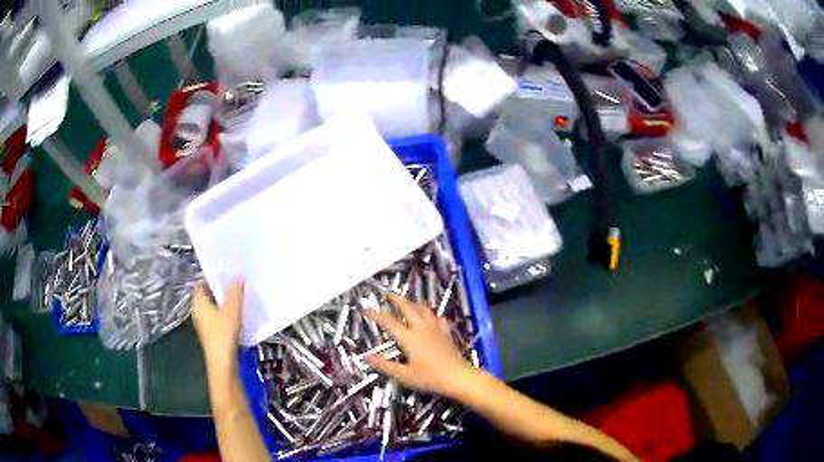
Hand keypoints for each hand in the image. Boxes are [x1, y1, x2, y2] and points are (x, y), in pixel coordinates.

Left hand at [192, 280, 243, 376]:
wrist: (222, 363)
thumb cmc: (223, 334)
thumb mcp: (232, 311)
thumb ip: (235, 293)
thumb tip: (238, 276)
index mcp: (198, 303)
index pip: (201, 284)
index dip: (212, 278)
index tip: (226, 274)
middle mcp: (198, 312)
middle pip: (208, 296)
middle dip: (221, 291)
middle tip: (236, 285)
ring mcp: (204, 324)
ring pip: (214, 308)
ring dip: (225, 304)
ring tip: (240, 299)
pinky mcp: (211, 334)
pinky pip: (217, 318)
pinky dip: (226, 315)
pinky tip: (238, 316)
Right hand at [365, 293, 475, 398]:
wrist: (458, 377)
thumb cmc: (430, 377)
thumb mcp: (404, 375)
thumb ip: (385, 366)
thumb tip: (367, 357)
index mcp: (409, 338)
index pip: (389, 322)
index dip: (376, 314)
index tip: (366, 309)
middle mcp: (422, 329)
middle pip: (407, 307)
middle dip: (396, 299)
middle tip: (387, 293)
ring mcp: (436, 329)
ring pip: (423, 309)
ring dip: (413, 303)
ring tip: (407, 301)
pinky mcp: (446, 333)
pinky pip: (438, 317)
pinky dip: (431, 313)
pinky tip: (431, 316)